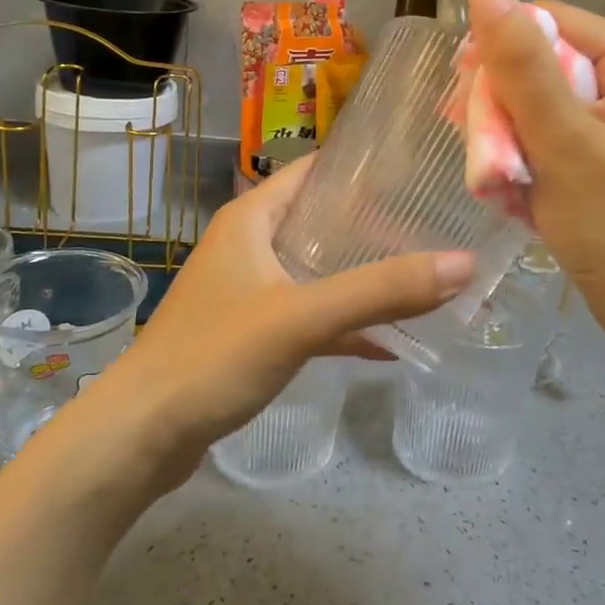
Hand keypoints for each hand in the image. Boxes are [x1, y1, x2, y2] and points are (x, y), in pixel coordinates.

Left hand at [49, 157, 473, 487]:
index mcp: (251, 219)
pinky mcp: (251, 334)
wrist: (140, 436)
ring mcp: (248, 291)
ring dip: (364, 277)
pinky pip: (309, 316)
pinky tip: (392, 343)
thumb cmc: (212, 358)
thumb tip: (465, 263)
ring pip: (318, 271)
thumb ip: (379, 290)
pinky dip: (346, 324)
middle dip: (376, 227)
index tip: (421, 173)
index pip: (314, 171)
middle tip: (437, 230)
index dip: (364, 169)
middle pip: (321, 221)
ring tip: (426, 278)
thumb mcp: (300, 317)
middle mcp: (249, 245)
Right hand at [467, 0, 604, 381]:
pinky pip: (551, 137)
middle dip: (501, 106)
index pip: (546, 21)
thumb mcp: (563, 140)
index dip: (496, 53)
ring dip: (508, 138)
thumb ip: (522, 63)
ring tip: (498, 179)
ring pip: (539, 104)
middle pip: (541, 63)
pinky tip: (516, 191)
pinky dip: (526, 159)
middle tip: (481, 151)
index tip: (461, 100)